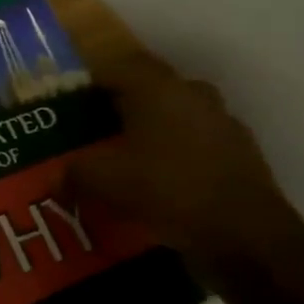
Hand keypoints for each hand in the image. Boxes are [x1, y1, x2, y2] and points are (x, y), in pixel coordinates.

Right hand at [67, 58, 303, 282]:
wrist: (247, 238)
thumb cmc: (167, 190)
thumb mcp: (103, 181)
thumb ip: (74, 173)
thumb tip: (57, 177)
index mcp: (158, 88)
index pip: (116, 65)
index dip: (90, 80)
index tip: (70, 100)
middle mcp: (192, 94)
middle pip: (148, 88)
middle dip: (120, 104)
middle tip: (94, 127)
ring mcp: (222, 123)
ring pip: (175, 115)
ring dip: (151, 129)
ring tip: (125, 156)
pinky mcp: (241, 155)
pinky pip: (196, 144)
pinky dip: (175, 155)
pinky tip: (158, 181)